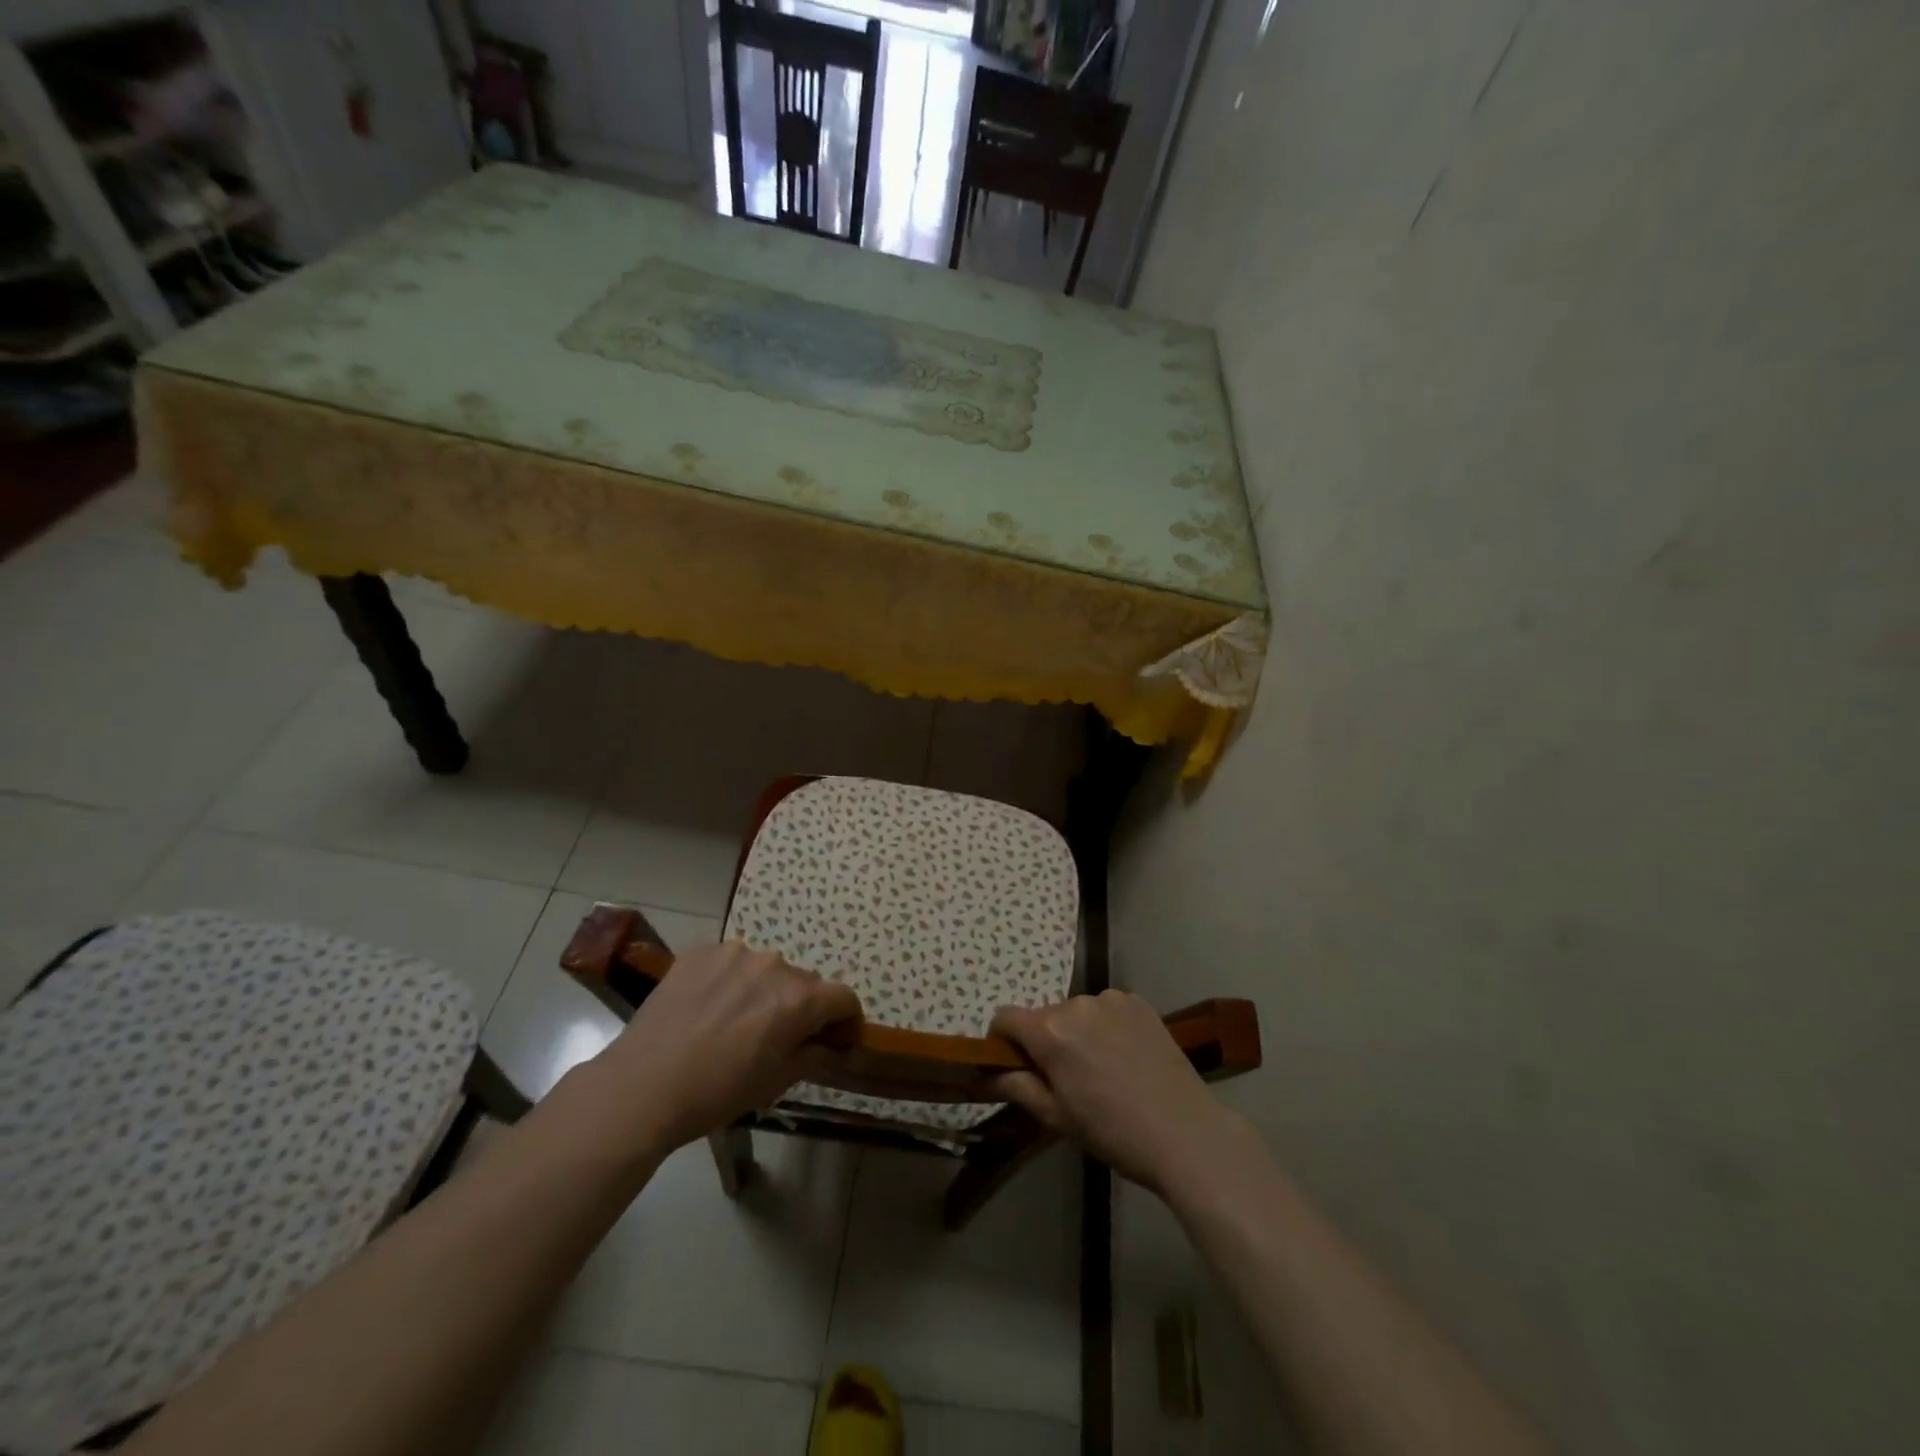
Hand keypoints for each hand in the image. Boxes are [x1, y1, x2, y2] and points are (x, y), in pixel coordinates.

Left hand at [592, 940, 860, 1153]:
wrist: (642, 1086)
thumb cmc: (717, 1093)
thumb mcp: (776, 1082)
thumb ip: (812, 1053)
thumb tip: (829, 1042)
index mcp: (799, 1000)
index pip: (844, 997)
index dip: (847, 1020)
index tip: (837, 1041)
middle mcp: (774, 966)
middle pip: (805, 982)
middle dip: (802, 1007)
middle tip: (781, 1036)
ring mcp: (735, 953)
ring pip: (766, 969)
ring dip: (764, 990)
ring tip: (737, 1020)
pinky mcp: (701, 951)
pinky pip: (730, 962)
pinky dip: (730, 980)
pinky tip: (709, 1007)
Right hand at [991, 990, 1242, 1197]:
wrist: (1185, 1133)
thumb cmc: (1113, 1132)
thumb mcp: (1056, 1117)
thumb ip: (1016, 1087)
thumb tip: (983, 1073)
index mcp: (1050, 1032)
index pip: (1004, 1017)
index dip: (1002, 1042)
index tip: (1015, 1067)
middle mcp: (1076, 1004)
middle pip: (1043, 1016)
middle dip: (1044, 1041)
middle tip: (1066, 1079)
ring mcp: (1111, 999)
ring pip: (1076, 1012)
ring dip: (1077, 1033)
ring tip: (1102, 1069)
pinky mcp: (1138, 1002)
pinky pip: (1106, 1009)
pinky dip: (1105, 1027)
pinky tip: (1125, 1056)